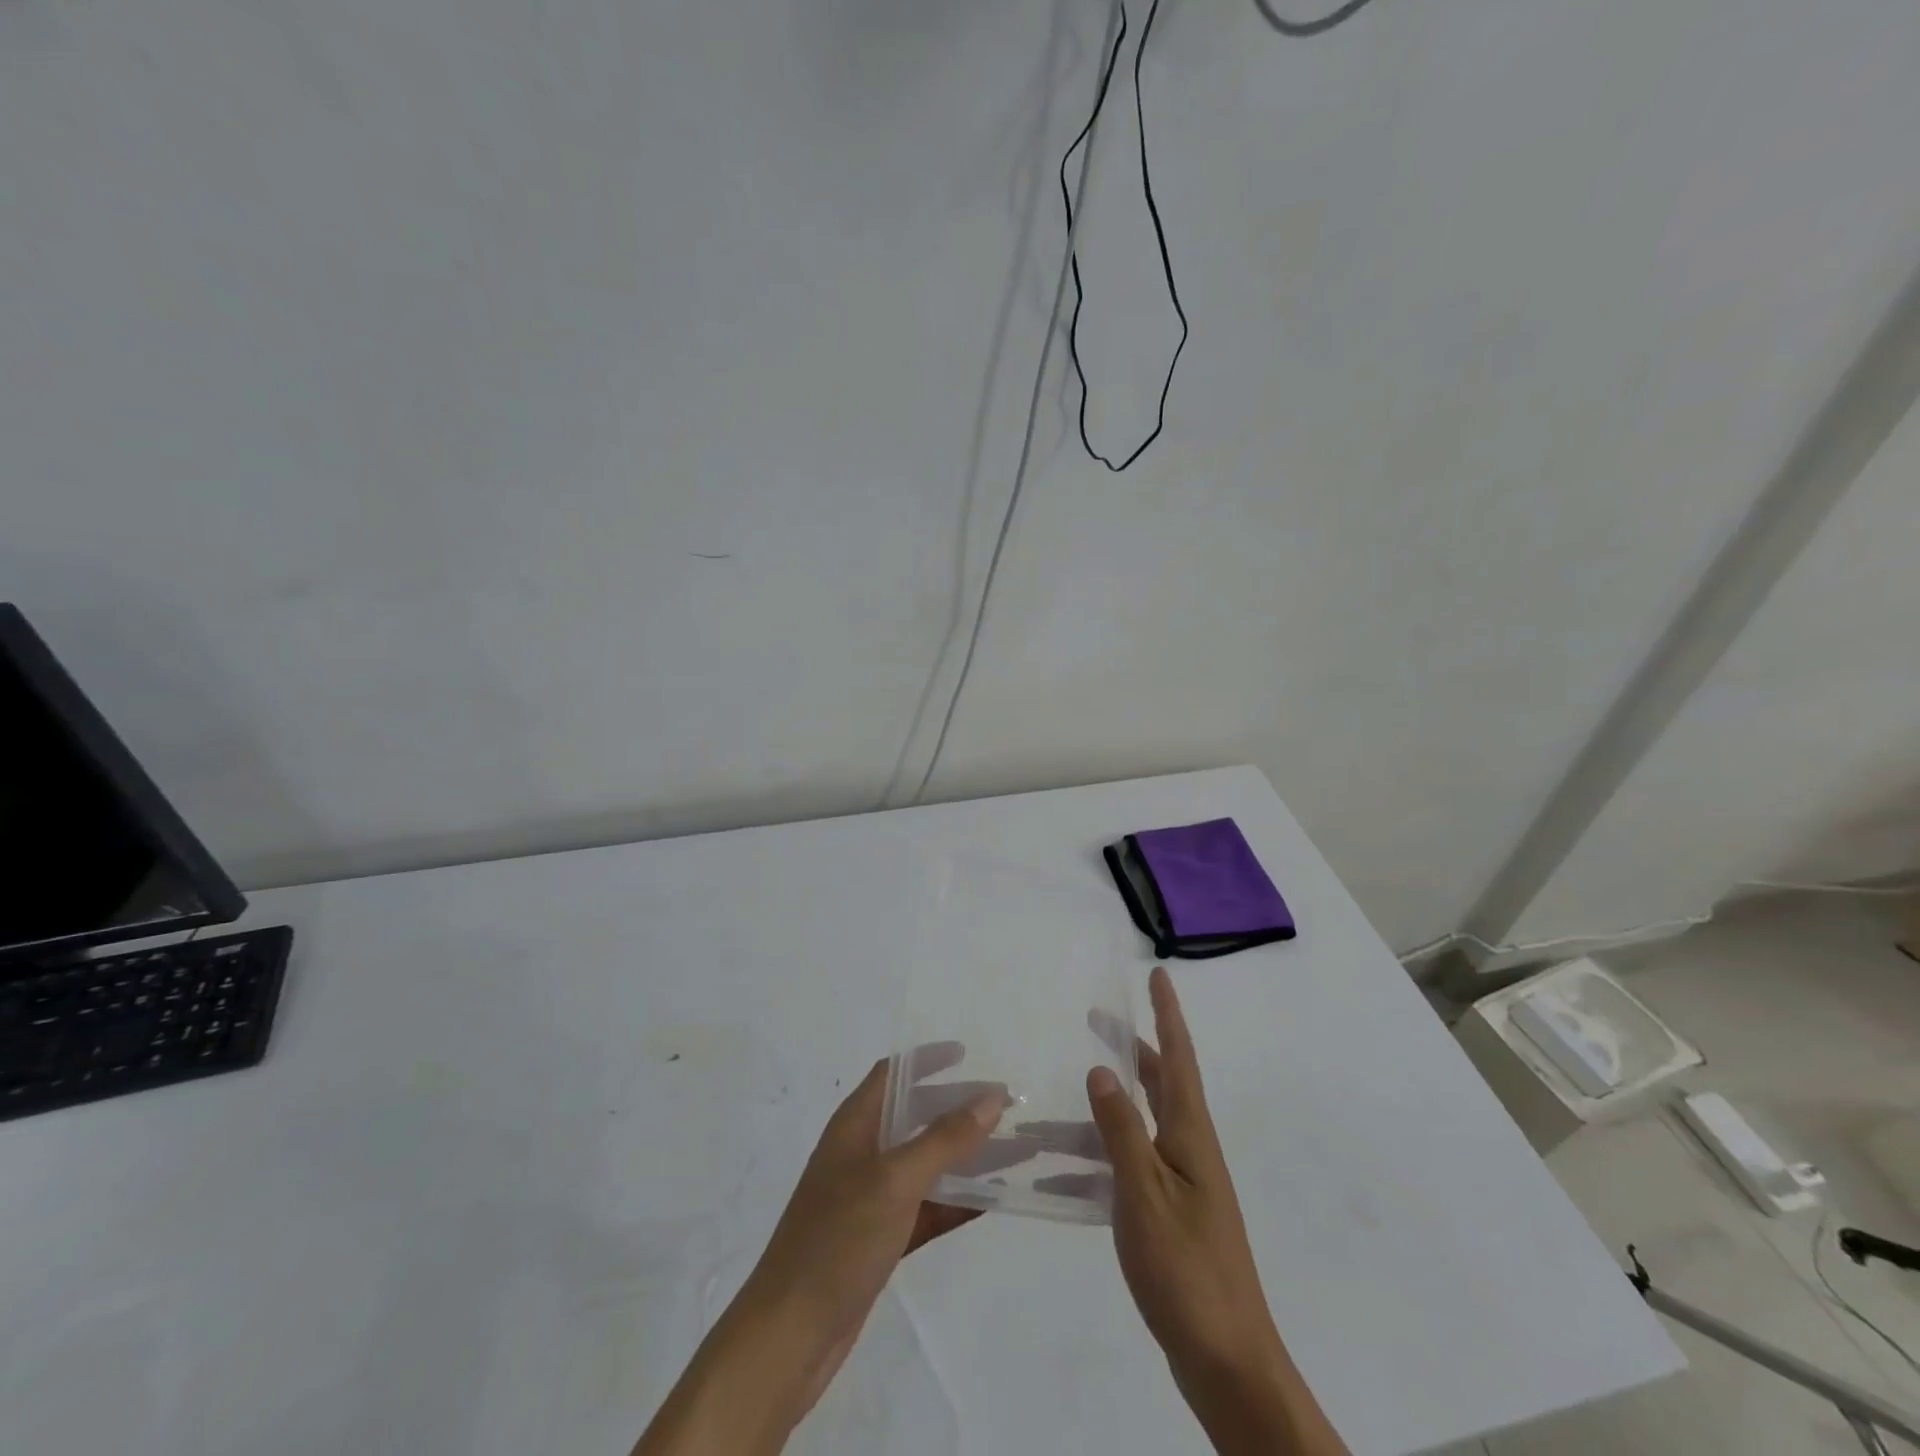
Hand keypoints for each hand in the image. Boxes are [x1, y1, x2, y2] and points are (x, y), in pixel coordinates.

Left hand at [738, 1055, 1006, 1407]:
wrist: (791, 1334)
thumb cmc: (838, 1238)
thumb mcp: (895, 1180)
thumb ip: (945, 1138)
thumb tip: (991, 1097)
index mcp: (854, 1125)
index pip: (892, 1074)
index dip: (926, 1059)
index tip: (968, 1054)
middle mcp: (861, 1153)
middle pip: (914, 1116)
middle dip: (956, 1108)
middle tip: (1003, 1105)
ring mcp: (869, 1198)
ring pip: (925, 1164)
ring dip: (964, 1156)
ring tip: (1013, 1150)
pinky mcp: (879, 1239)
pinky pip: (926, 1207)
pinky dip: (955, 1201)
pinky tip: (992, 1201)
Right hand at [1086, 966, 1347, 1455]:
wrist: (1227, 1361)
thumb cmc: (1186, 1270)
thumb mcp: (1144, 1194)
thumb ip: (1121, 1130)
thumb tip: (1102, 1069)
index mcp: (1190, 1135)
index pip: (1179, 1058)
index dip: (1168, 1015)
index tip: (1159, 975)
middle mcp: (1191, 1149)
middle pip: (1163, 1083)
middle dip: (1135, 1048)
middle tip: (1099, 1020)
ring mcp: (1184, 1183)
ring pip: (1143, 1123)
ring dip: (1111, 1103)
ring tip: (1070, 1091)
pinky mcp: (1173, 1215)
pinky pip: (1132, 1163)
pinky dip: (1100, 1155)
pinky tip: (1063, 1171)